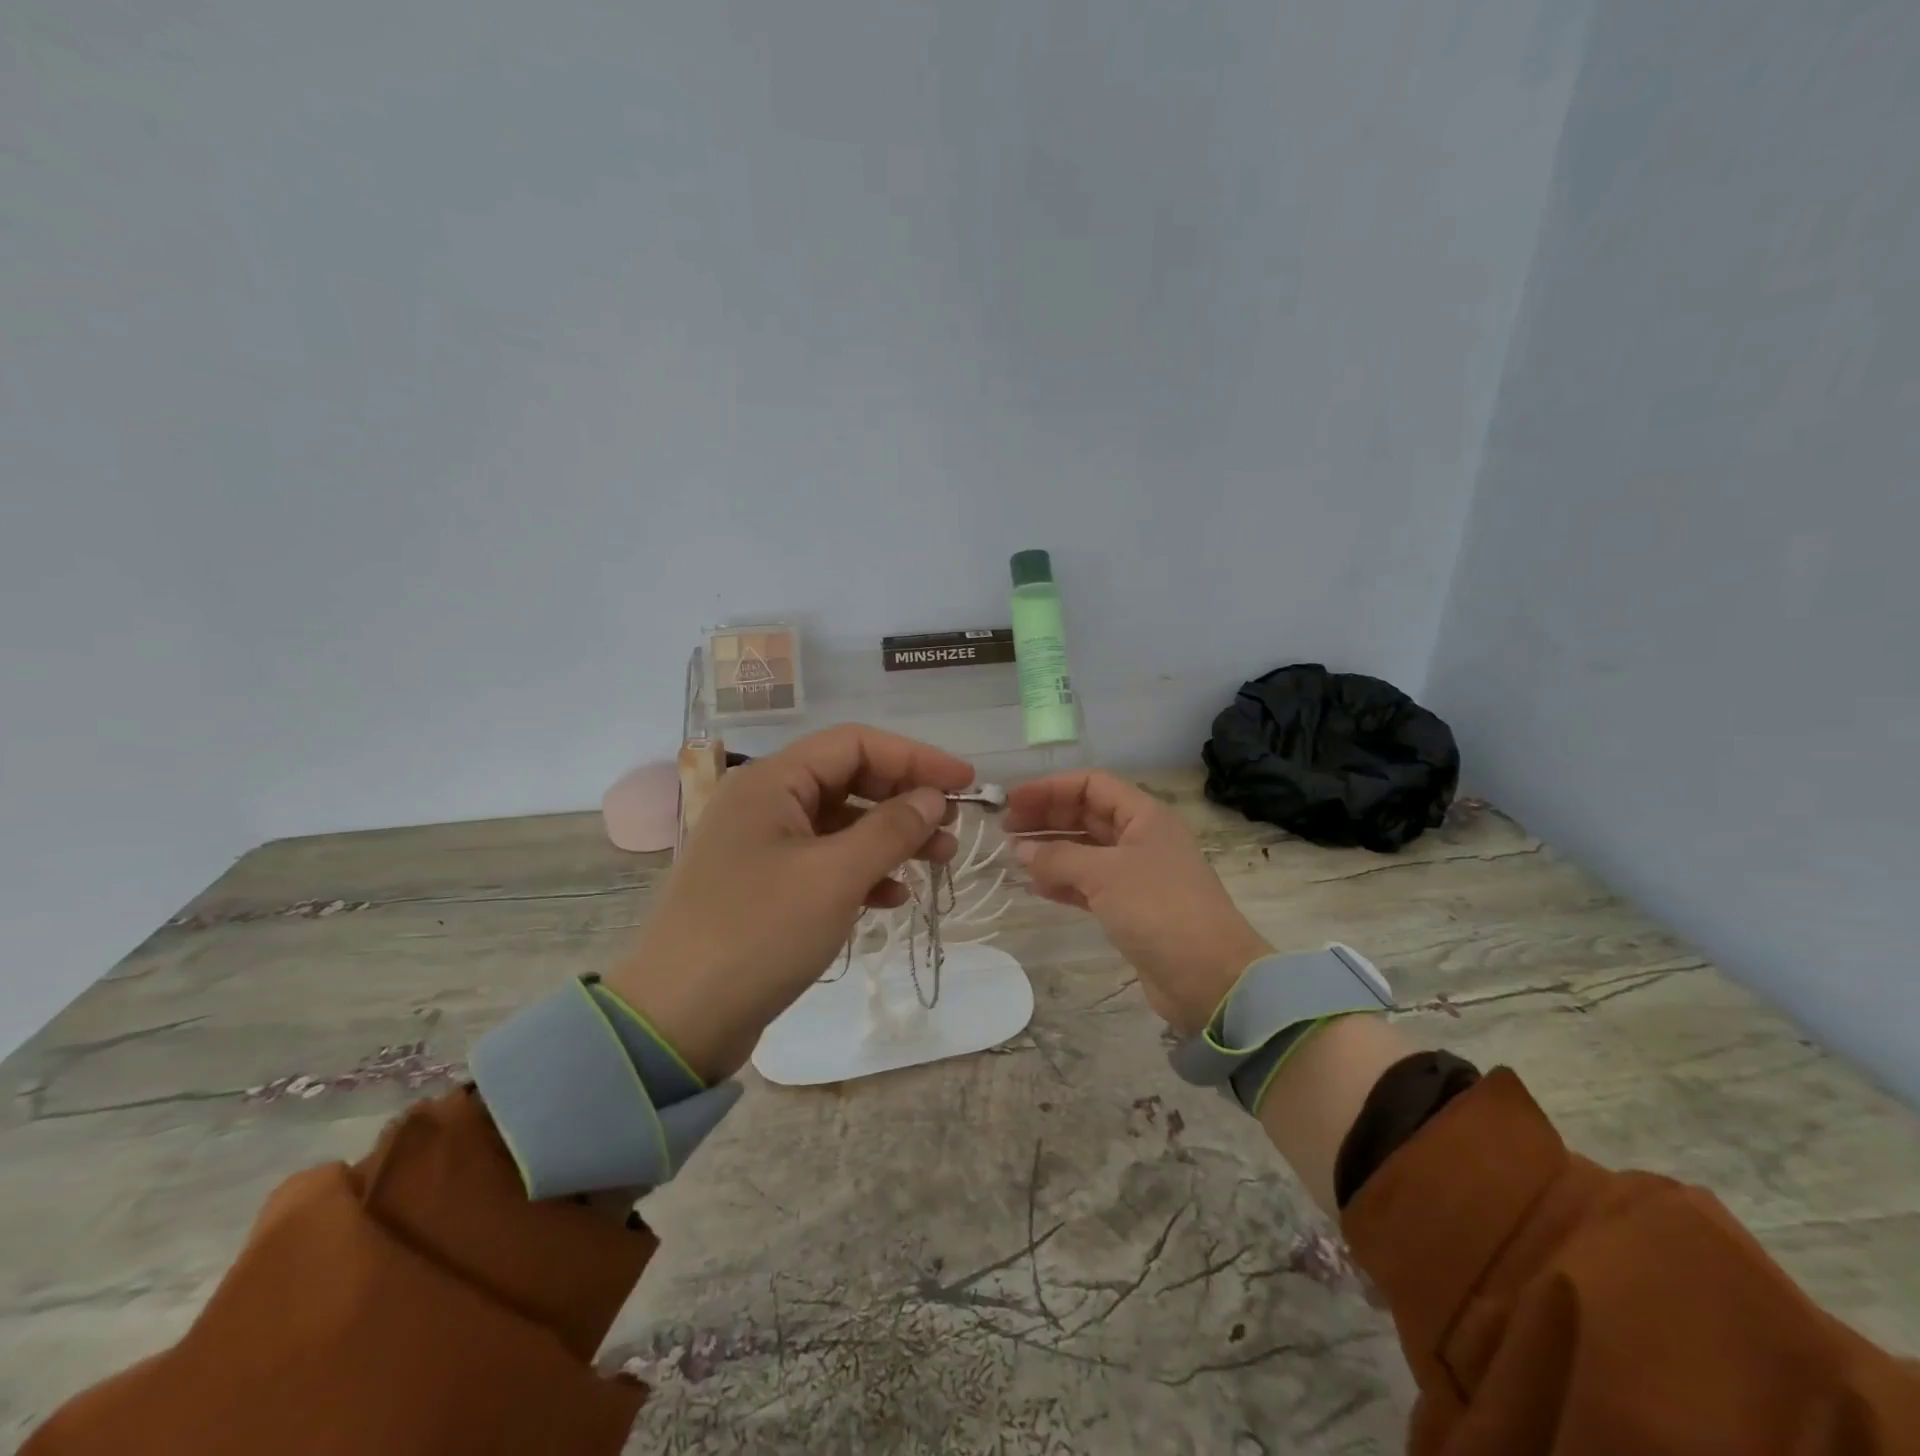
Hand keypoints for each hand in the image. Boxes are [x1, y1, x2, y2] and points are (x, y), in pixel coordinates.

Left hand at [606, 726, 973, 1080]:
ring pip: (841, 824)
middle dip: (905, 800)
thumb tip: (933, 798)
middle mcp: (765, 803)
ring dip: (891, 838)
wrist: (677, 1021)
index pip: (855, 744)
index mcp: (772, 781)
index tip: (964, 782)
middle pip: (849, 781)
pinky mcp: (764, 887)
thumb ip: (891, 829)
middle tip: (953, 829)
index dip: (915, 757)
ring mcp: (762, 846)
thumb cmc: (759, 933)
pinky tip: (893, 896)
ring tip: (938, 862)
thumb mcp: (835, 877)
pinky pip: (825, 862)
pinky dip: (862, 872)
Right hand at [1005, 771, 1270, 1033]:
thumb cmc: (1159, 909)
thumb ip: (1058, 858)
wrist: (1209, 978)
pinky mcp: (1130, 908)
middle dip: (1046, 818)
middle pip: (1086, 815)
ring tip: (1014, 857)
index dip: (1050, 788)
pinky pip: (1088, 884)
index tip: (1013, 801)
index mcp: (1144, 816)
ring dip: (1050, 850)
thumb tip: (1021, 850)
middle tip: (1005, 830)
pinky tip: (1036, 886)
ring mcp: (1136, 874)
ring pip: (1084, 851)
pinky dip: (1063, 882)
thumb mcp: (1104, 875)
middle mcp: (1140, 838)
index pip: (1091, 784)